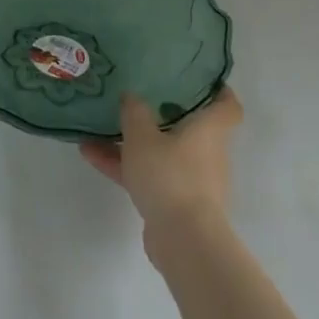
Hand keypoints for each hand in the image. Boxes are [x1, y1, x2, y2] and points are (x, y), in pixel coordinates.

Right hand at [80, 87, 242, 231]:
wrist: (183, 240)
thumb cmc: (170, 176)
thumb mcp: (142, 135)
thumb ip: (134, 112)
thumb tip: (132, 96)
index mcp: (208, 132)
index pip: (227, 107)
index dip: (218, 91)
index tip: (199, 79)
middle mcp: (206, 153)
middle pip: (189, 128)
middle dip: (161, 115)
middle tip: (136, 97)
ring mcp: (192, 180)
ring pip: (161, 152)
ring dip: (132, 142)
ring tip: (97, 128)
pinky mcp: (175, 202)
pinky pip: (148, 174)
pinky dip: (124, 165)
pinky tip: (90, 155)